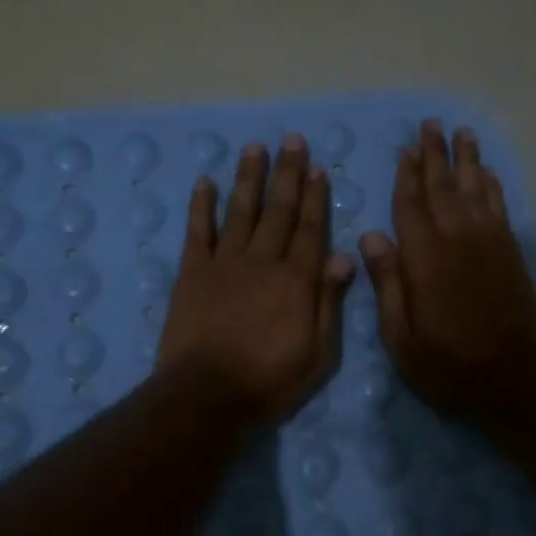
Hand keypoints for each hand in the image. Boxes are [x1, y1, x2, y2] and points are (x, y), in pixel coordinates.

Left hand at [158, 135, 356, 424]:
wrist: (206, 395)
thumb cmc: (269, 381)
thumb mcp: (317, 353)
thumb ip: (329, 302)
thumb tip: (343, 257)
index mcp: (296, 280)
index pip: (311, 229)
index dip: (315, 197)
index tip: (318, 168)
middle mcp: (263, 261)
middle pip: (278, 210)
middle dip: (287, 173)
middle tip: (292, 140)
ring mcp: (224, 263)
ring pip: (241, 211)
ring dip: (249, 178)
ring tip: (255, 148)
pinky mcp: (192, 273)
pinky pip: (198, 231)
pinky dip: (201, 205)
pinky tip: (204, 181)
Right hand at [359, 120, 535, 419]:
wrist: (514, 378)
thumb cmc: (448, 364)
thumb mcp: (400, 337)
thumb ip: (387, 283)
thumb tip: (371, 236)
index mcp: (424, 259)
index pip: (410, 205)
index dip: (406, 176)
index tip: (404, 149)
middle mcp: (457, 239)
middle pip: (443, 187)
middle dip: (435, 155)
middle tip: (431, 124)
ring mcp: (488, 243)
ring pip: (475, 189)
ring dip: (467, 160)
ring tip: (462, 133)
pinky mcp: (510, 253)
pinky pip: (499, 207)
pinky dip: (492, 186)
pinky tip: (487, 173)